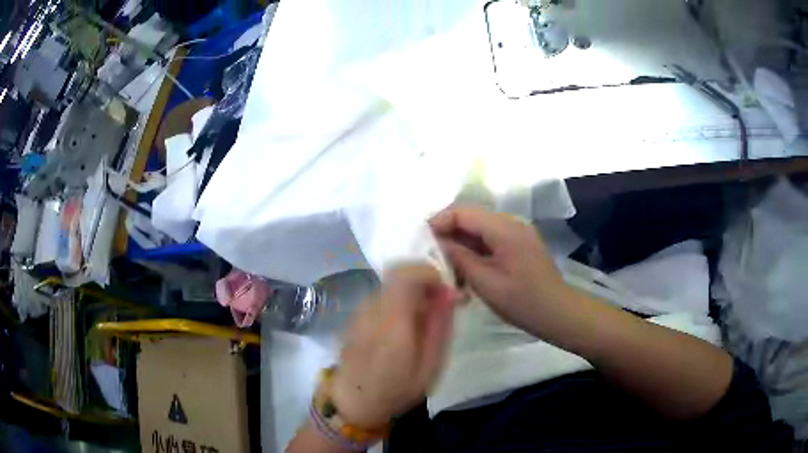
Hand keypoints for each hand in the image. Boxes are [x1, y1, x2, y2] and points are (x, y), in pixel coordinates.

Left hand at [332, 265, 457, 428]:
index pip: (407, 274)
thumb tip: (449, 292)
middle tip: (442, 303)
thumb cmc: (396, 390)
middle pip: (398, 275)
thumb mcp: (430, 366)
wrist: (353, 403)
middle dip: (424, 282)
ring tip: (425, 318)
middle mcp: (372, 309)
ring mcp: (359, 312)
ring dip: (412, 292)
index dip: (430, 273)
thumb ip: (439, 326)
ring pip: (390, 285)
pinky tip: (405, 327)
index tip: (447, 290)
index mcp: (392, 321)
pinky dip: (398, 302)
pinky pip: (381, 298)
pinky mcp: (354, 317)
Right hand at [430, 207, 568, 335]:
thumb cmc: (522, 301)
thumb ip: (459, 258)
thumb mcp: (485, 282)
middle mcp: (511, 223)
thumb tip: (437, 244)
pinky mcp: (519, 245)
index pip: (463, 212)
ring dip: (461, 245)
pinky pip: (490, 241)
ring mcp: (517, 233)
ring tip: (446, 268)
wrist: (558, 313)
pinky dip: (474, 252)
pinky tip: (466, 271)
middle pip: (471, 218)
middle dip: (448, 234)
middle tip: (430, 256)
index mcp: (505, 229)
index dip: (439, 221)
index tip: (420, 240)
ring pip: (479, 230)